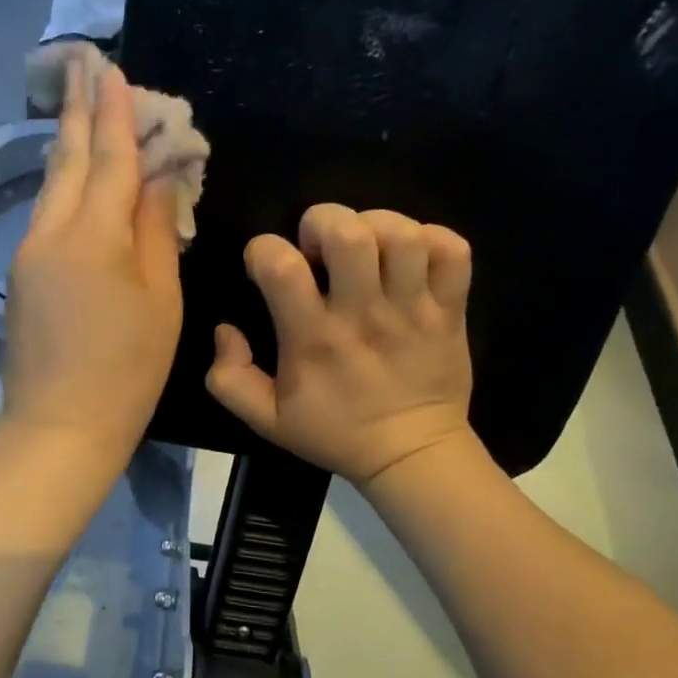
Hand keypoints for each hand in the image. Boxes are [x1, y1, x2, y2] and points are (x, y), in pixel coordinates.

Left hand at [3, 57, 183, 464]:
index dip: (116, 114)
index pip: (110, 159)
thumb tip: (155, 180)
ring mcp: (29, 254)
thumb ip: (155, 232)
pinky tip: (76, 180)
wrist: (60, 426)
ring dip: (69, 147)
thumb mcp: (160, 299)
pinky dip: (65, 187)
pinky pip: (47, 216)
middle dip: (79, 112)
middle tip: (84, 65)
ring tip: (82, 113)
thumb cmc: (128, 368)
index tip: (114, 69)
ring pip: (52, 186)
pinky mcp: (21, 276)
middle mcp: (52, 232)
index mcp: (94, 236)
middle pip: (68, 161)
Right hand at [206, 204, 474, 486]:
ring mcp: (412, 310)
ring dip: (376, 225)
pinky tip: (411, 257)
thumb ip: (228, 378)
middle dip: (322, 222)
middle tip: (319, 248)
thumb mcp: (265, 419)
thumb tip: (225, 329)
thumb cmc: (335, 433)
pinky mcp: (450, 310)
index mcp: (313, 339)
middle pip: (348, 233)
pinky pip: (452, 251)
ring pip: (403, 235)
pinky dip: (432, 239)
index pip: (280, 266)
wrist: (411, 455)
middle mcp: (362, 315)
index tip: (267, 268)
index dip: (263, 251)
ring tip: (366, 247)